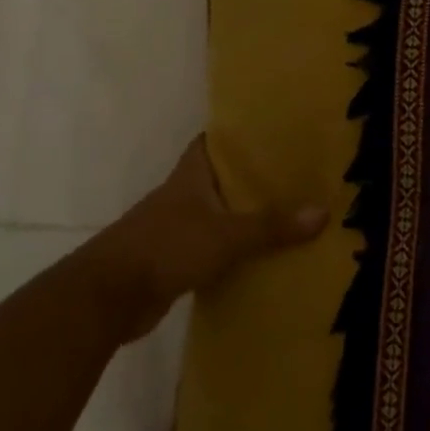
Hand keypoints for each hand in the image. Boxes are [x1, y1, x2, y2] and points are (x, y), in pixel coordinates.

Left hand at [92, 134, 328, 340]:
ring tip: (285, 211)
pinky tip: (259, 254)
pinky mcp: (172, 262)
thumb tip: (323, 212)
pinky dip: (232, 249)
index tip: (269, 130)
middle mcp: (180, 198)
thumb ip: (272, 226)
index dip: (236, 134)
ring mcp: (173, 230)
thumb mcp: (227, 235)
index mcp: (189, 178)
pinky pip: (211, 247)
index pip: (211, 143)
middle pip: (218, 179)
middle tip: (293, 172)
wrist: (105, 300)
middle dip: (250, 176)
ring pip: (216, 214)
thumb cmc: (165, 248)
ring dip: (242, 215)